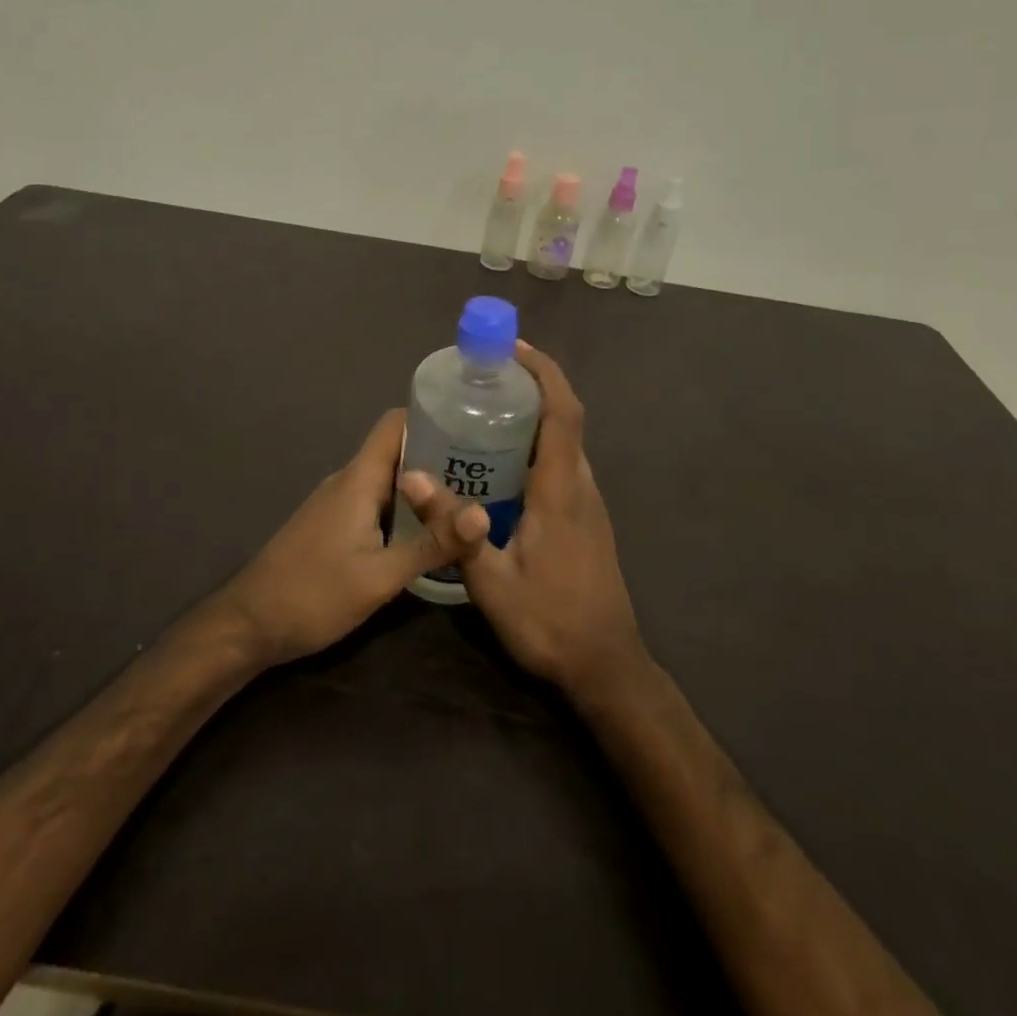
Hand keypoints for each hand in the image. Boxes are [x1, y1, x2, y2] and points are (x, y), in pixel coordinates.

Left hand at [216, 408, 491, 665]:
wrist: (248, 626)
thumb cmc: (312, 595)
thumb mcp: (379, 577)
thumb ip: (431, 545)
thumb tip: (484, 516)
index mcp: (358, 479)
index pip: (395, 424)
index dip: (432, 416)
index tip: (473, 425)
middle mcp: (348, 481)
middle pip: (398, 450)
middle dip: (440, 455)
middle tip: (487, 469)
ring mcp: (338, 504)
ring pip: (388, 479)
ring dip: (425, 485)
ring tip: (469, 498)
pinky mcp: (334, 526)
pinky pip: (377, 502)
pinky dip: (406, 508)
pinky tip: (430, 530)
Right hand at [460, 342, 648, 703]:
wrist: (605, 666)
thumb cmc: (549, 622)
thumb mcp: (491, 581)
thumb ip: (453, 528)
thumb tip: (411, 477)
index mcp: (562, 490)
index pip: (563, 413)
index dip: (544, 373)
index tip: (513, 349)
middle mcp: (581, 487)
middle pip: (564, 420)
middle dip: (532, 388)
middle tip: (484, 379)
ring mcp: (588, 504)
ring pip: (564, 444)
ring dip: (534, 417)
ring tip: (485, 413)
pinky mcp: (586, 520)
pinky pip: (561, 466)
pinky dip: (536, 447)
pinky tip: (500, 466)